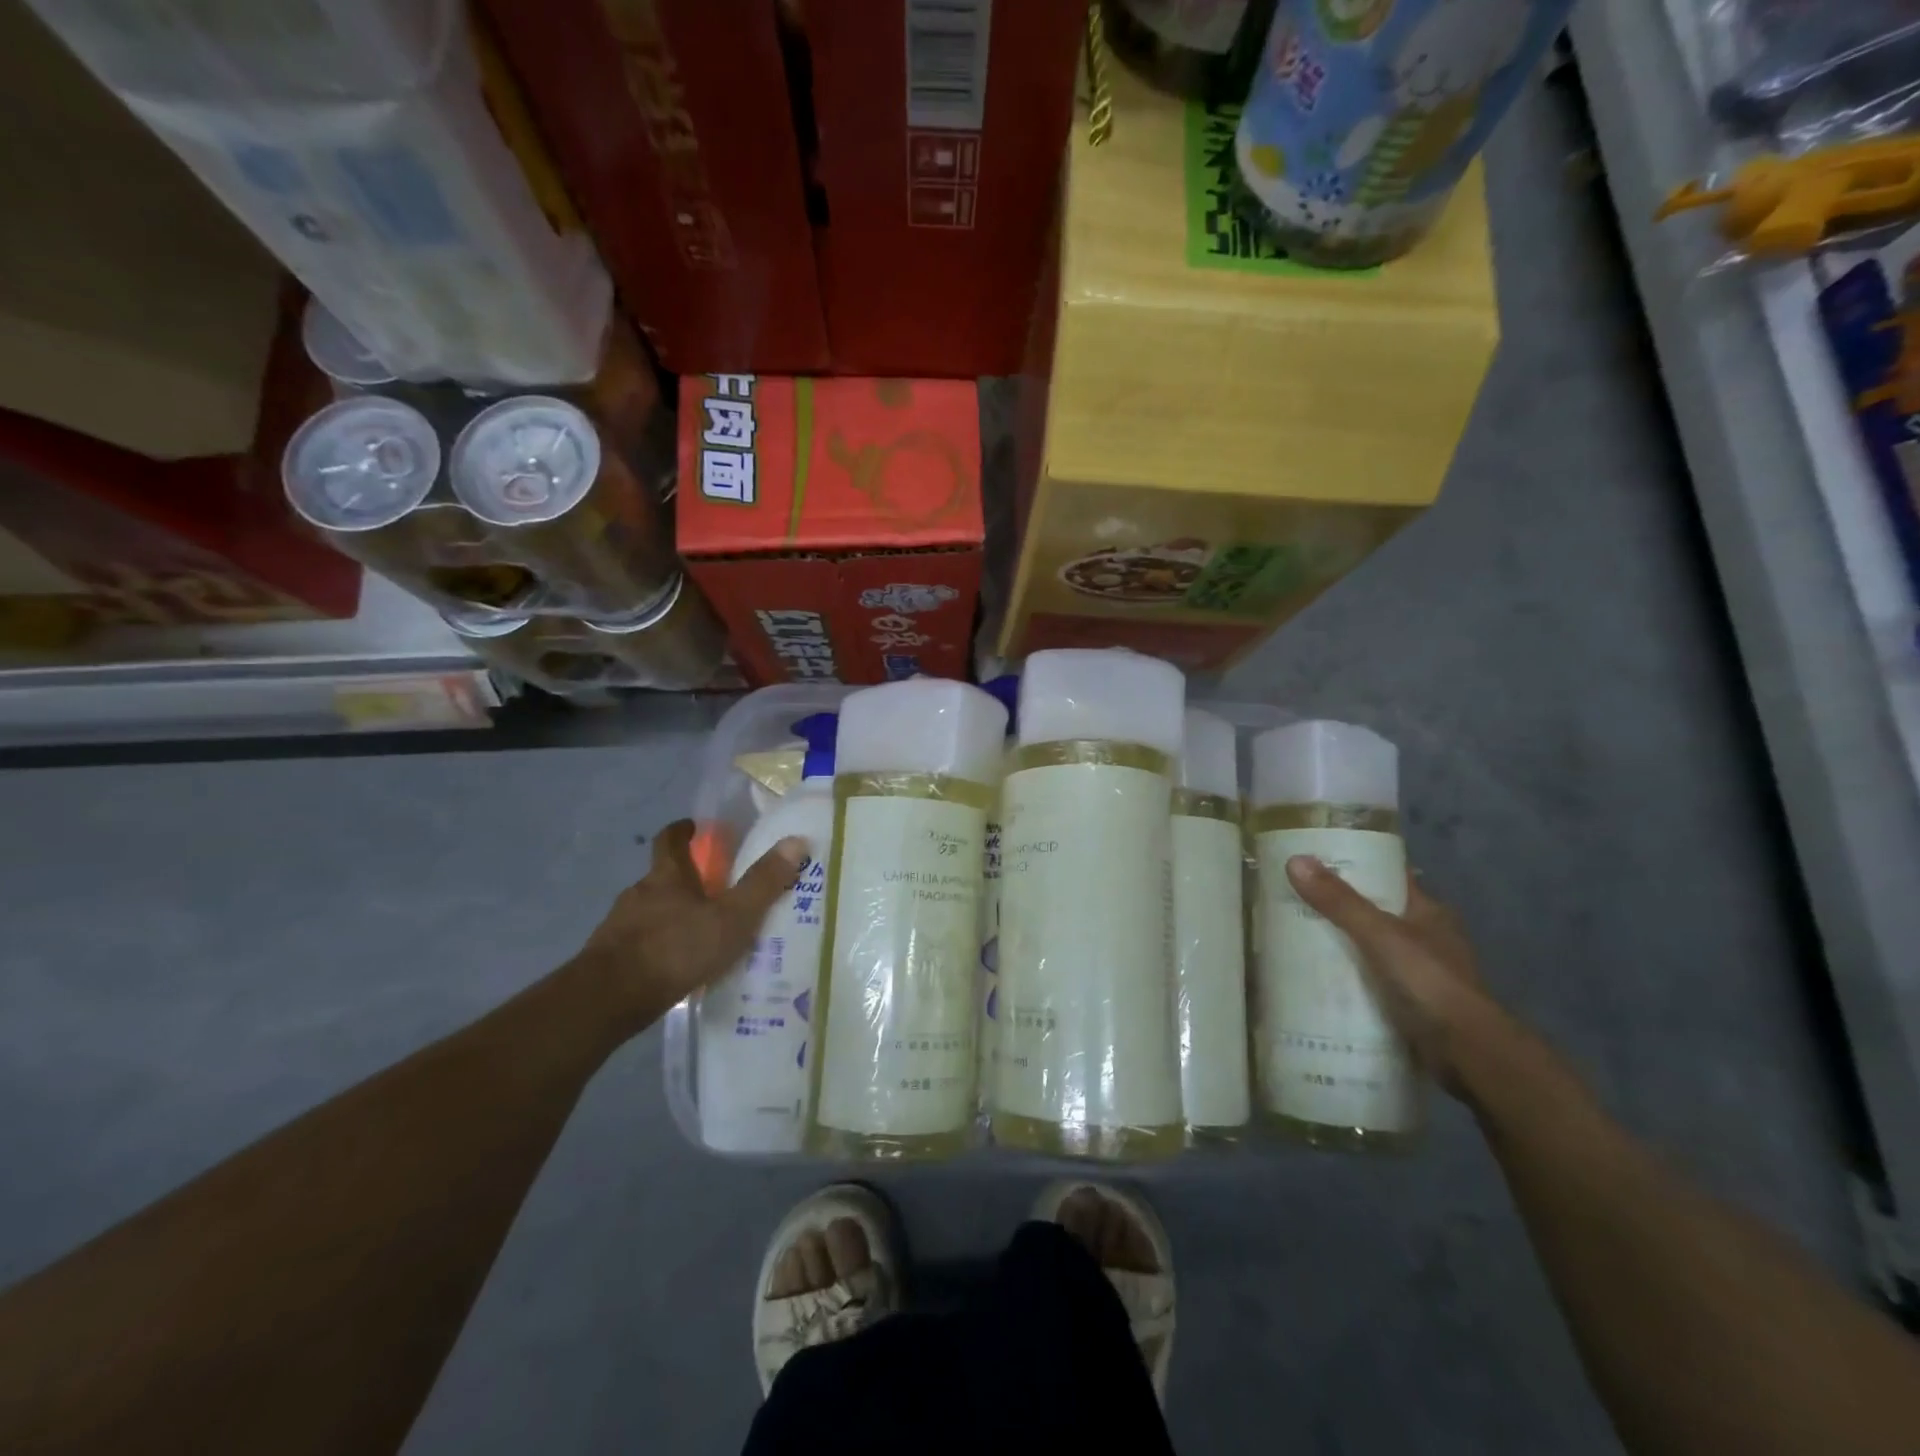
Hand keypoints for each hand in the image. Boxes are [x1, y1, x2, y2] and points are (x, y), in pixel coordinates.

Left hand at [573, 819, 807, 1031]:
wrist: (608, 1000)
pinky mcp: (609, 959)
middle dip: (688, 881)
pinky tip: (679, 968)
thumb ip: (763, 883)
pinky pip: (642, 944)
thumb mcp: (732, 917)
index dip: (683, 830)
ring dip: (675, 917)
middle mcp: (639, 893)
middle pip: (664, 878)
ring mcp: (620, 926)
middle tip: (718, 893)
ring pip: (652, 912)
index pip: (670, 839)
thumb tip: (796, 841)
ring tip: (704, 936)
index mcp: (667, 876)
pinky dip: (661, 948)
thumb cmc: (676, 948)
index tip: (695, 827)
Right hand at [1284, 855, 1513, 1096]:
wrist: (1469, 1053)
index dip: (1354, 865)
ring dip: (1339, 943)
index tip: (1313, 859)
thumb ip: (1339, 902)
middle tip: (1290, 898)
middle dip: (1336, 906)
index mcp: (1427, 911)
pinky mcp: (1409, 1003)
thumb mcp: (1380, 936)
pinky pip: (1369, 979)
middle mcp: (1425, 937)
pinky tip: (1314, 976)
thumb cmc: (1430, 983)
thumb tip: (1295, 861)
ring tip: (1292, 935)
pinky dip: (1345, 976)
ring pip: (1369, 947)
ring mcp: (1419, 972)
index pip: (1388, 876)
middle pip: (1373, 911)